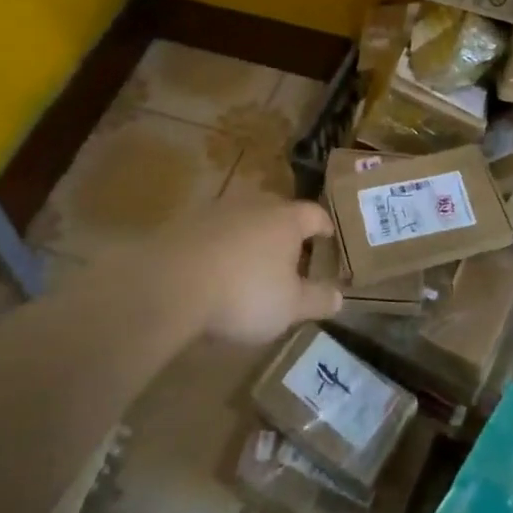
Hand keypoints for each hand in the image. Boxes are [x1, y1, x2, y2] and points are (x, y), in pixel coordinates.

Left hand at [161, 197, 343, 344]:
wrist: (172, 283)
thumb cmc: (244, 293)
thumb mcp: (289, 307)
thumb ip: (317, 299)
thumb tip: (340, 296)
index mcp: (287, 219)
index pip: (314, 214)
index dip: (324, 226)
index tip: (329, 236)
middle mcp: (256, 205)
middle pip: (279, 211)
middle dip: (287, 229)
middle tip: (292, 251)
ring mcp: (219, 210)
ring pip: (245, 218)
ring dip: (252, 235)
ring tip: (253, 260)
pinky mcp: (188, 223)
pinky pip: (215, 231)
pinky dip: (222, 244)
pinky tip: (218, 267)